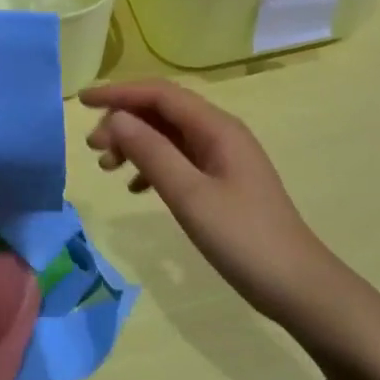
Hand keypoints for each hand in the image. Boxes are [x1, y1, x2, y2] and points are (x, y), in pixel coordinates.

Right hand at [81, 79, 335, 320]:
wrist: (298, 287)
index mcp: (217, 128)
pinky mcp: (222, 182)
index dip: (119, 93)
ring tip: (106, 167)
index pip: (160, 94)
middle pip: (162, 112)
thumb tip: (117, 118)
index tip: (82, 102)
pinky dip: (152, 166)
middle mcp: (219, 134)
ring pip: (168, 136)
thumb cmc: (244, 239)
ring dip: (135, 144)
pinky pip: (178, 159)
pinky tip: (135, 188)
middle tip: (93, 148)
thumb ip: (152, 153)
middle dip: (124, 121)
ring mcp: (222, 158)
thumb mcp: (190, 195)